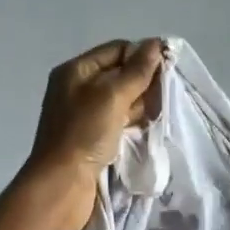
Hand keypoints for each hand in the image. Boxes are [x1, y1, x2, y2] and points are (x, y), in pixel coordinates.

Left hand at [23, 38, 165, 229]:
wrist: (62, 185)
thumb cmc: (84, 134)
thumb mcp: (112, 96)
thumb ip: (136, 71)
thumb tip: (156, 44)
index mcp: (76, 71)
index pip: (116, 50)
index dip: (142, 56)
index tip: (167, 71)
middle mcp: (77, 89)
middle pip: (119, 75)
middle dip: (144, 83)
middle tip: (164, 97)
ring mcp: (84, 116)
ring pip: (121, 101)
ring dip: (141, 106)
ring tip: (158, 115)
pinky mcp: (91, 139)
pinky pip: (118, 122)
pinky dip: (133, 123)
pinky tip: (147, 129)